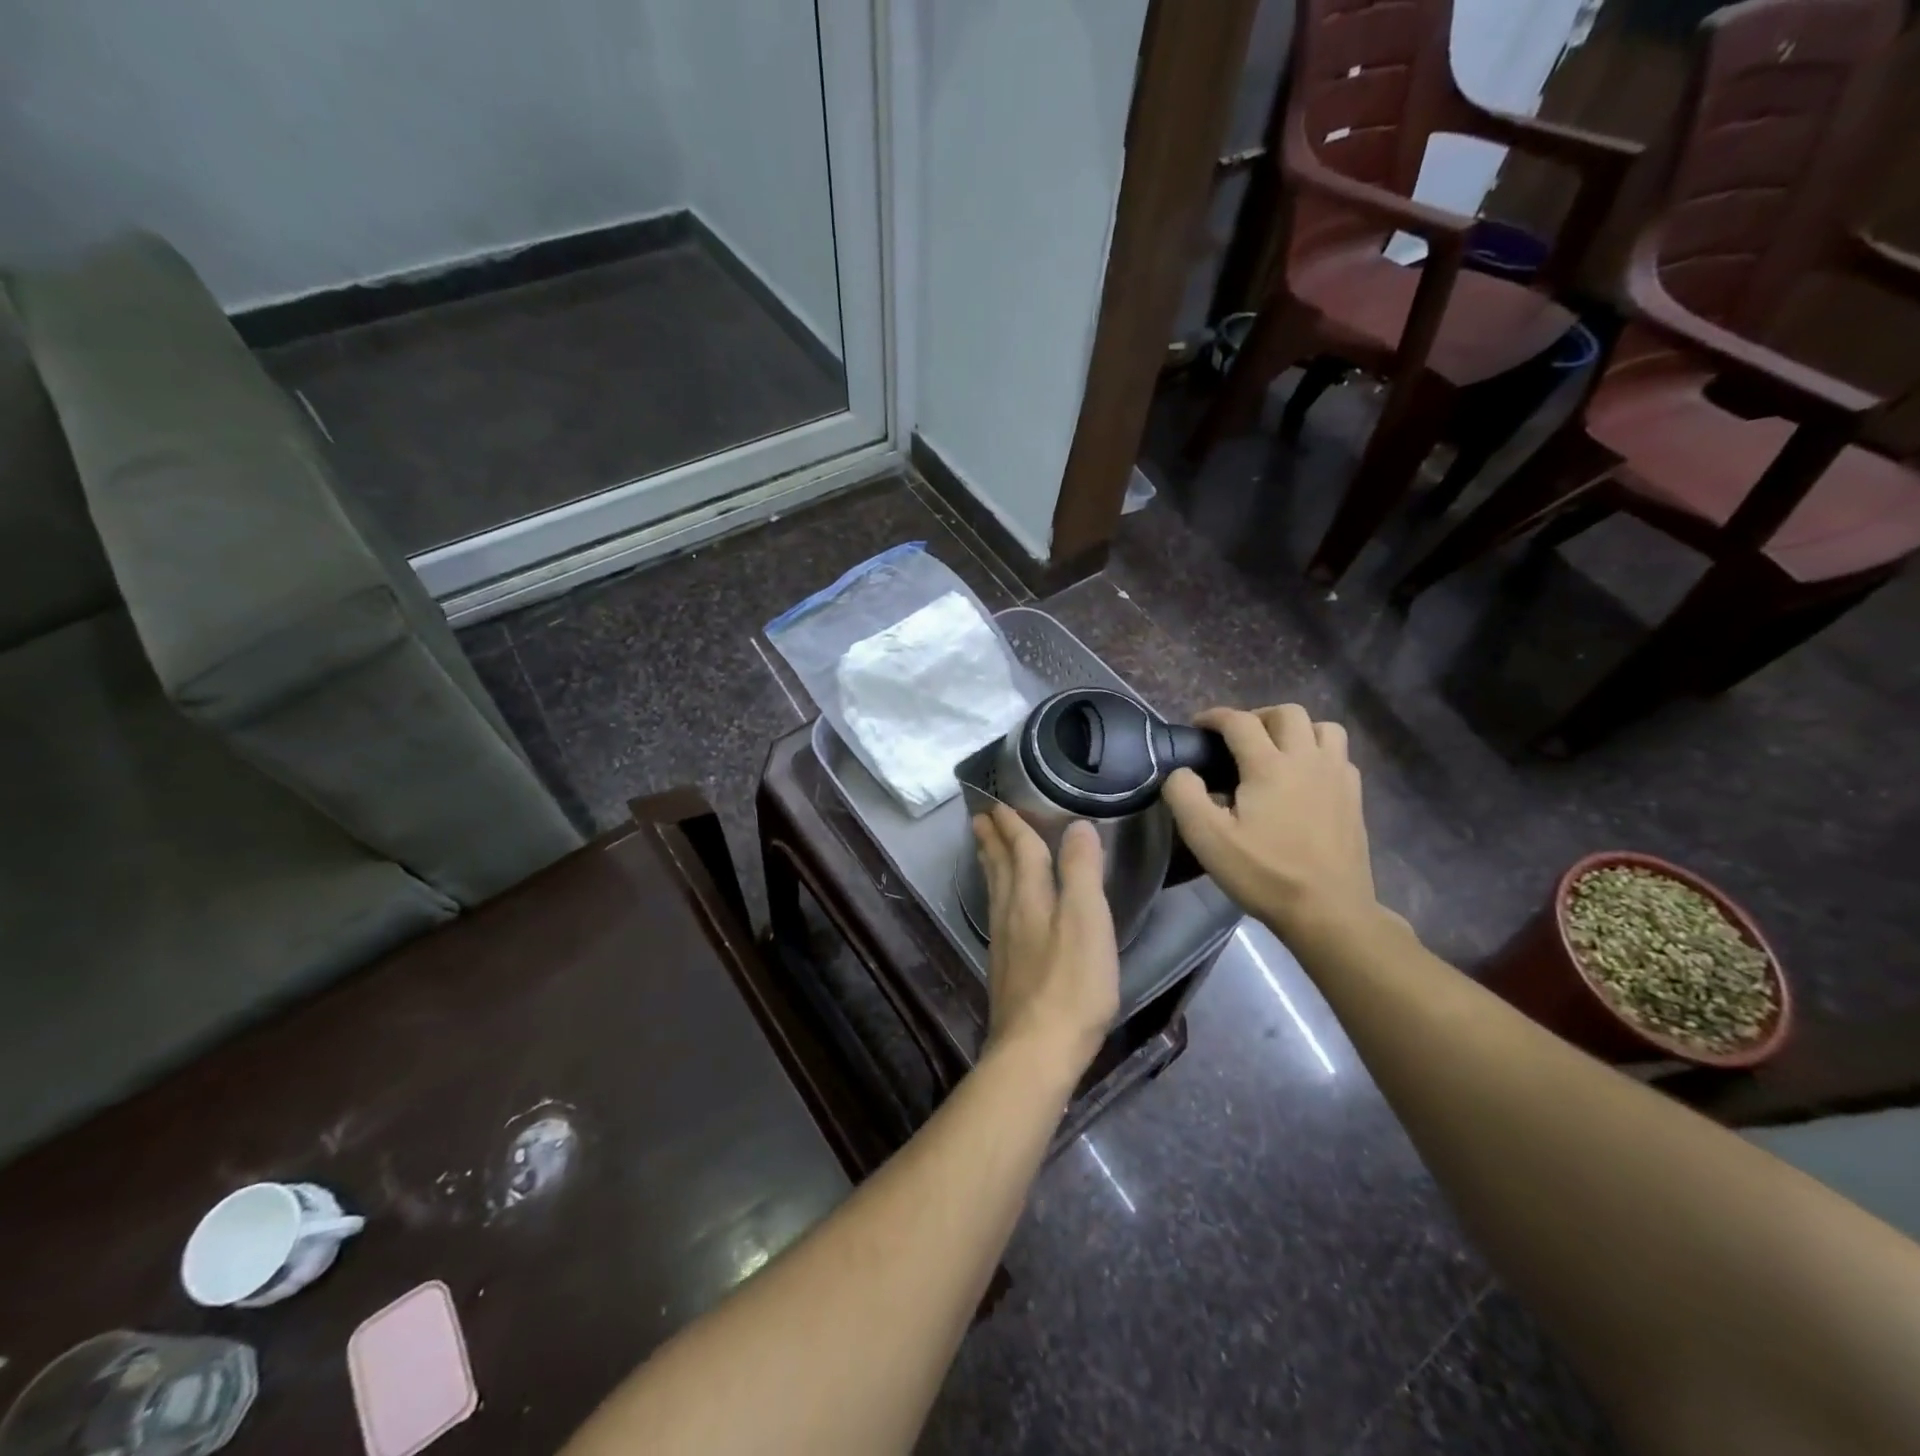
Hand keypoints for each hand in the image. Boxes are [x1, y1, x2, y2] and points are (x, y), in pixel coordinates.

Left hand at [972, 806, 1119, 1075]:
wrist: (1037, 1050)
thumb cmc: (1072, 983)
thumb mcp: (1088, 920)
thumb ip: (1082, 872)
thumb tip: (1077, 826)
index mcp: (1031, 896)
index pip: (1021, 850)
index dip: (1013, 826)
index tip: (999, 804)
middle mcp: (1012, 913)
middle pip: (999, 867)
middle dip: (992, 840)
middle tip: (979, 818)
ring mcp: (1004, 942)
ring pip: (994, 891)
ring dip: (990, 864)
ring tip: (983, 849)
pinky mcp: (1005, 968)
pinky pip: (996, 913)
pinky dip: (995, 894)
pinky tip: (1000, 906)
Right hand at [1163, 705, 1383, 945]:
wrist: (1329, 911)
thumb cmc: (1264, 874)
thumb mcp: (1207, 839)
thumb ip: (1184, 795)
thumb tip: (1181, 771)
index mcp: (1269, 766)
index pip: (1239, 721)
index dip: (1215, 717)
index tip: (1198, 726)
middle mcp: (1307, 760)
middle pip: (1288, 713)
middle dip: (1258, 717)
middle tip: (1238, 739)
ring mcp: (1337, 777)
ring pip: (1323, 728)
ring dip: (1296, 730)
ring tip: (1277, 752)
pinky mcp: (1354, 797)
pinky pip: (1339, 756)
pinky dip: (1319, 753)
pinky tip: (1305, 778)